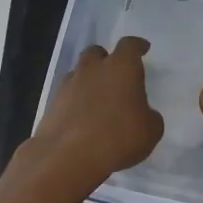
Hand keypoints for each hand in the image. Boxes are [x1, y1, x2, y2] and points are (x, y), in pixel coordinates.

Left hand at [26, 36, 164, 190]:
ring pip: (79, 72)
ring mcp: (69, 85)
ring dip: (88, 80)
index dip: (137, 46)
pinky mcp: (52, 104)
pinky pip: (67, 95)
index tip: (142, 48)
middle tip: (114, 73)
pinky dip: (75, 101)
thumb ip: (149, 116)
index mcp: (122, 68)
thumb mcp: (151, 131)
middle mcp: (93, 69)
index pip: (129, 46)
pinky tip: (82, 117)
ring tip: (97, 98)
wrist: (70, 156)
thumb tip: (143, 115)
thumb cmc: (119, 137)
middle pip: (97, 52)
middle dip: (105, 59)